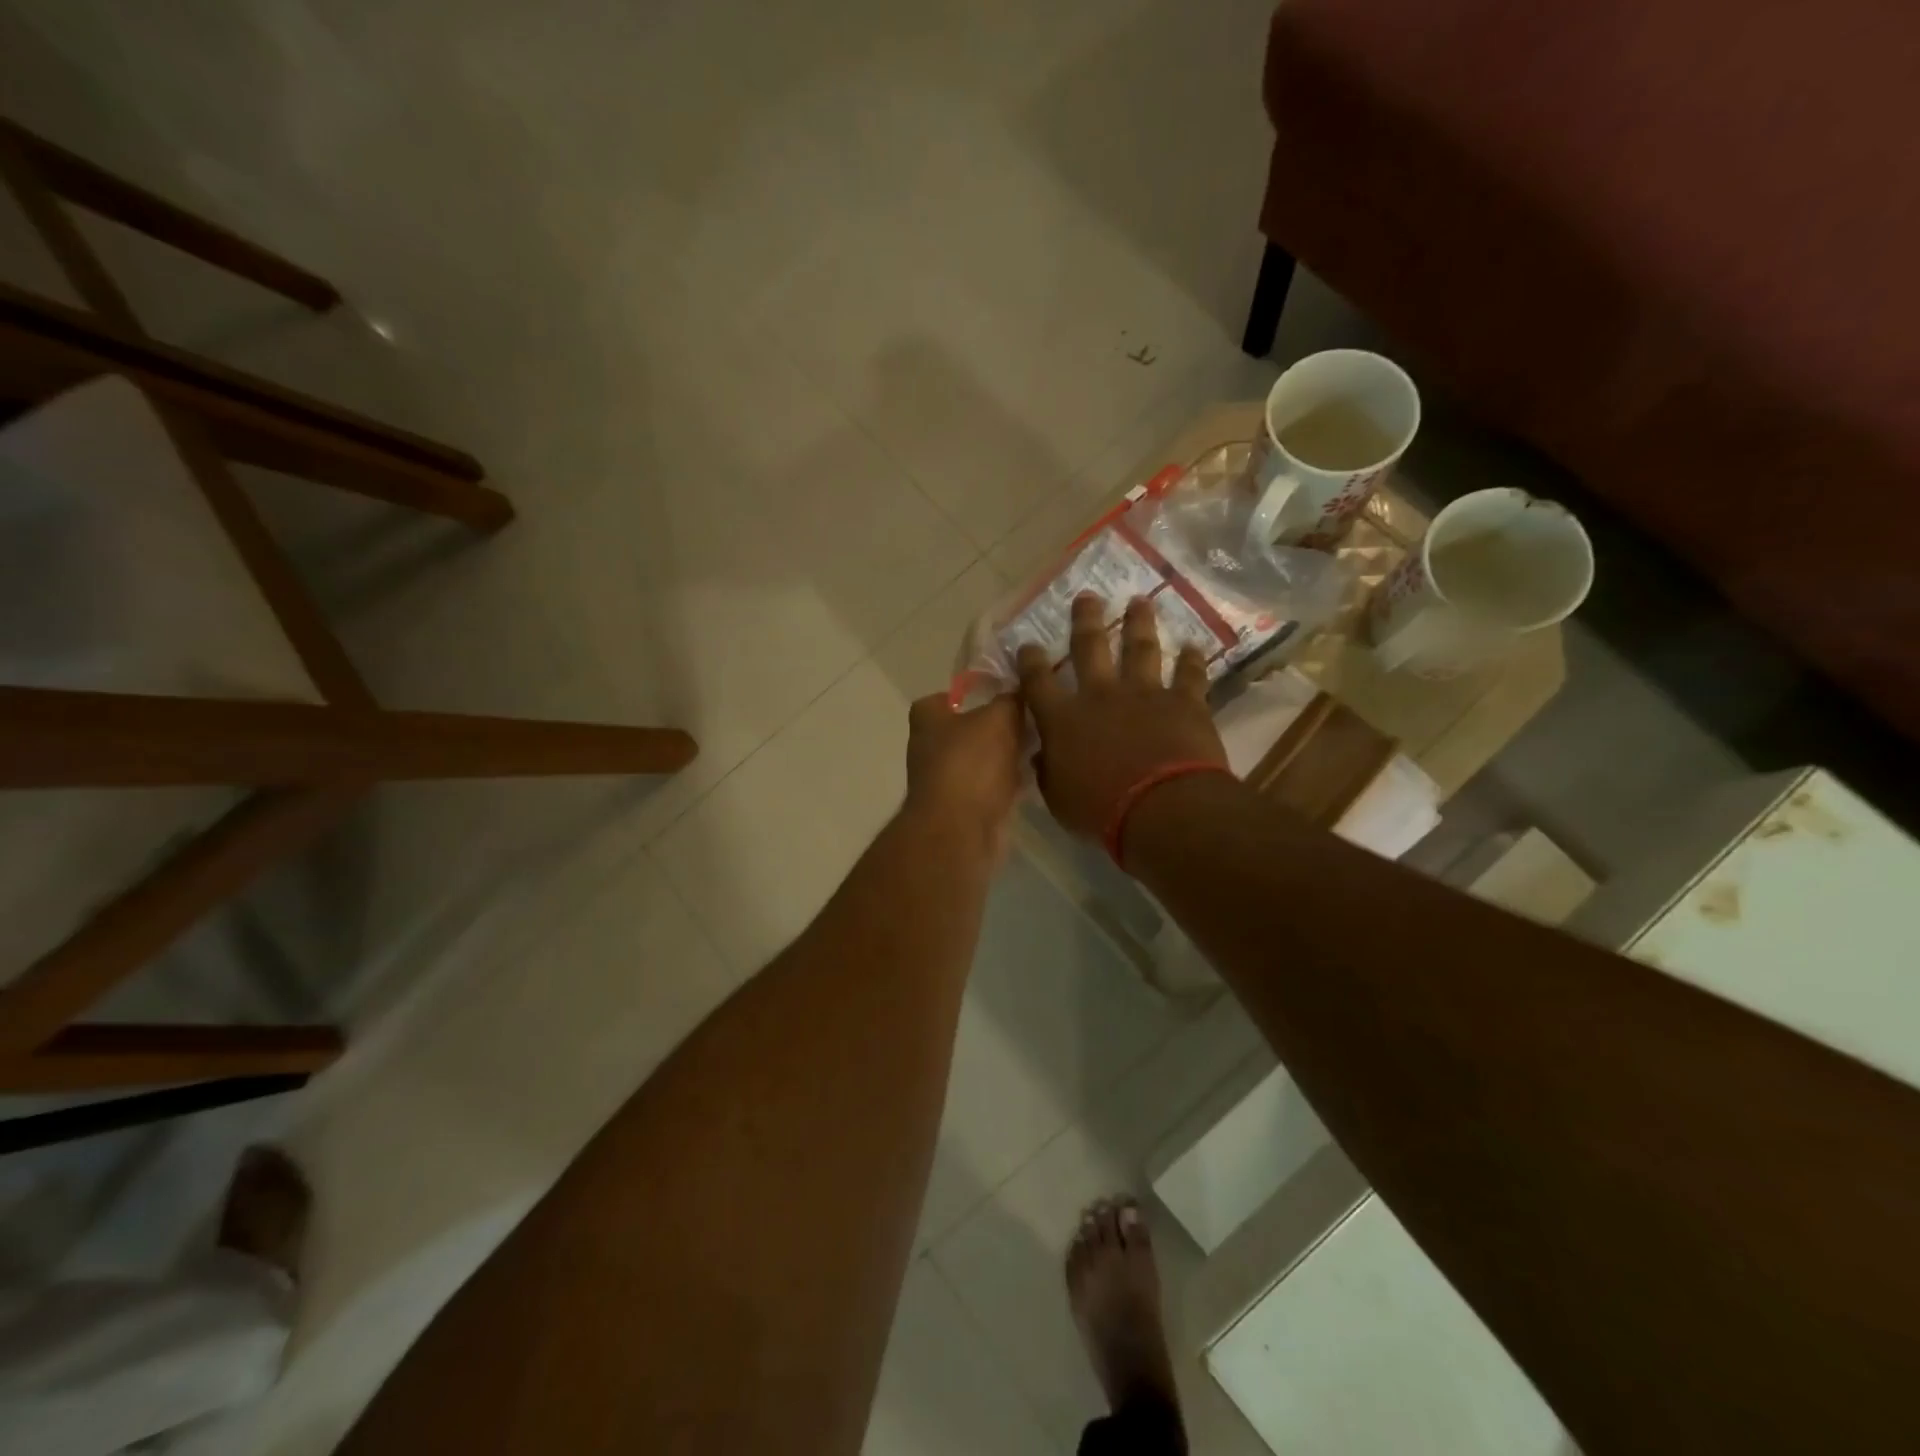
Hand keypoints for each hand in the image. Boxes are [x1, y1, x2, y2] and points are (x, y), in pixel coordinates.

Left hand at [905, 692, 1024, 858]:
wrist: (960, 829)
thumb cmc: (971, 763)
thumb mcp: (999, 718)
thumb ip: (1010, 700)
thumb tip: (1019, 691)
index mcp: (927, 720)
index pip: (942, 698)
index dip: (969, 694)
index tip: (1000, 694)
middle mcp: (929, 748)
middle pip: (966, 730)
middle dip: (996, 727)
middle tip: (1029, 720)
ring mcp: (945, 781)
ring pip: (981, 760)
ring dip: (1005, 756)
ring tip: (1038, 746)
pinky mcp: (963, 808)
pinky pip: (990, 787)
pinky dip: (1008, 783)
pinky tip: (1034, 777)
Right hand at [1018, 594, 1227, 839]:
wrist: (1161, 809)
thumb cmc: (1100, 811)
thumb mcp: (1059, 798)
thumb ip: (1048, 771)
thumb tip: (1041, 754)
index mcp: (1063, 719)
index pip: (1038, 682)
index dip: (1030, 661)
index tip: (1027, 645)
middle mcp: (1100, 695)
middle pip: (1089, 647)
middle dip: (1086, 619)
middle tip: (1087, 597)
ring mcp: (1144, 694)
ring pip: (1140, 648)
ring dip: (1139, 623)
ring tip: (1139, 602)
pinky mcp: (1183, 702)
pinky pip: (1189, 675)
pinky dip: (1192, 660)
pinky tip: (1194, 647)